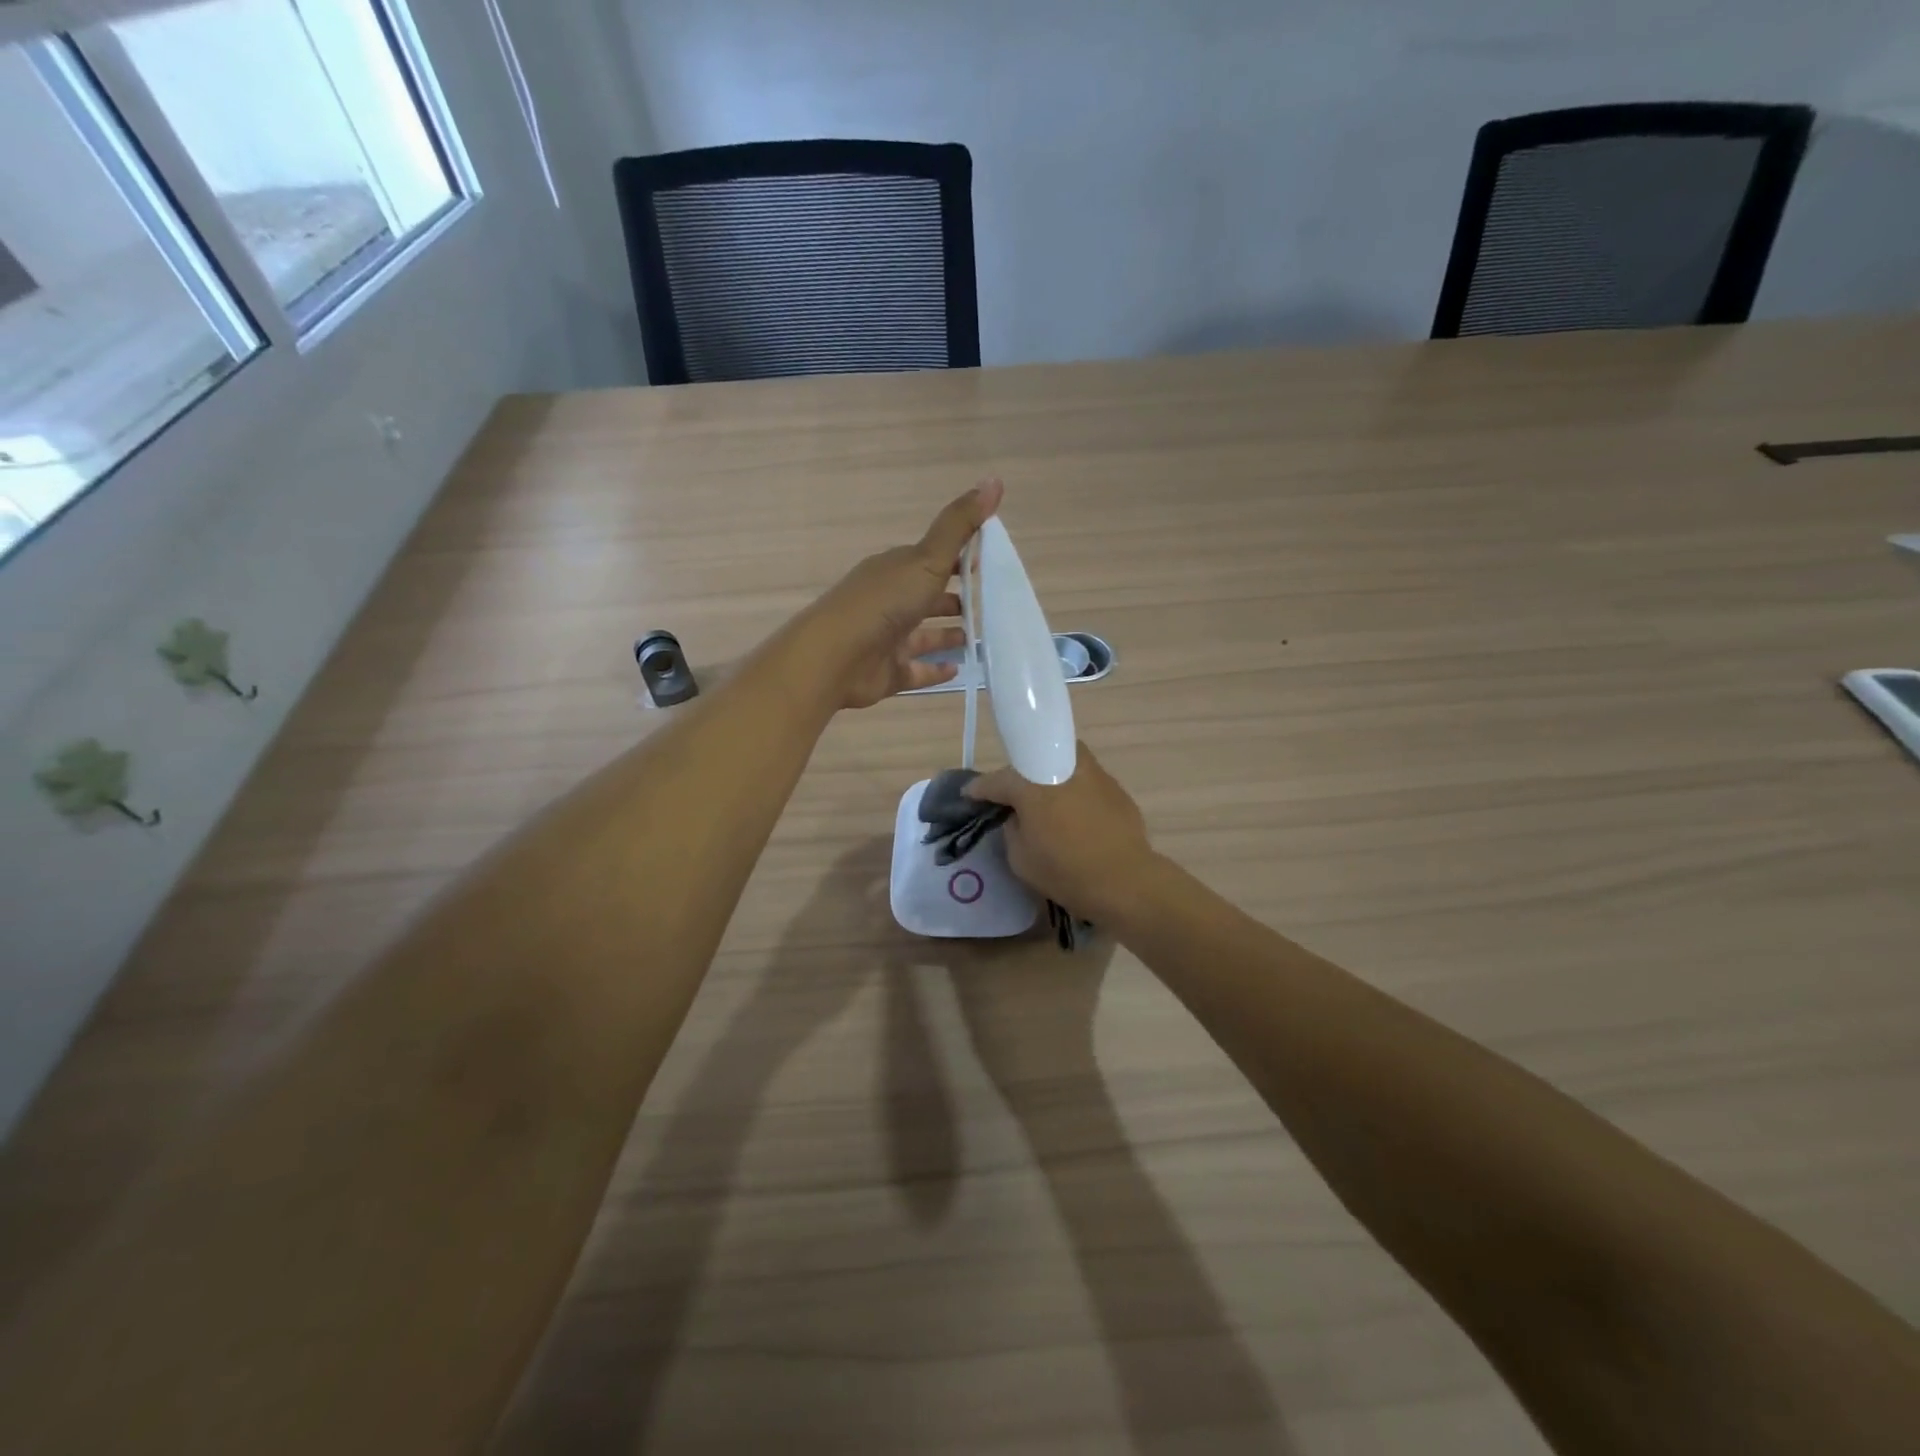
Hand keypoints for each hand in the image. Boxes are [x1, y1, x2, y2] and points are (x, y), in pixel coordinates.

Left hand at [799, 480, 1003, 710]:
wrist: (836, 655)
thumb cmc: (883, 602)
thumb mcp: (927, 558)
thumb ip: (960, 525)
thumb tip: (994, 480)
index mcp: (896, 570)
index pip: (932, 559)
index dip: (959, 558)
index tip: (990, 562)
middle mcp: (889, 601)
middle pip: (927, 598)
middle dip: (955, 601)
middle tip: (991, 607)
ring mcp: (886, 638)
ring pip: (923, 636)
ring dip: (948, 636)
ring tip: (981, 641)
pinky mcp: (886, 672)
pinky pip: (916, 670)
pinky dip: (935, 669)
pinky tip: (959, 670)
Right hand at [963, 743, 1160, 923]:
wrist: (1126, 881)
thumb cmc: (1066, 872)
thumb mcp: (1021, 859)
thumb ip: (1011, 829)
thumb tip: (1016, 816)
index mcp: (1032, 786)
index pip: (997, 780)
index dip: (979, 788)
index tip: (970, 795)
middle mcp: (1062, 768)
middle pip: (1032, 758)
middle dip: (1018, 773)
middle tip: (1011, 795)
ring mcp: (1092, 774)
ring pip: (1063, 759)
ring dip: (1050, 772)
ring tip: (1046, 795)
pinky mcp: (1114, 786)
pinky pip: (1085, 778)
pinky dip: (1074, 788)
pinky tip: (1075, 810)